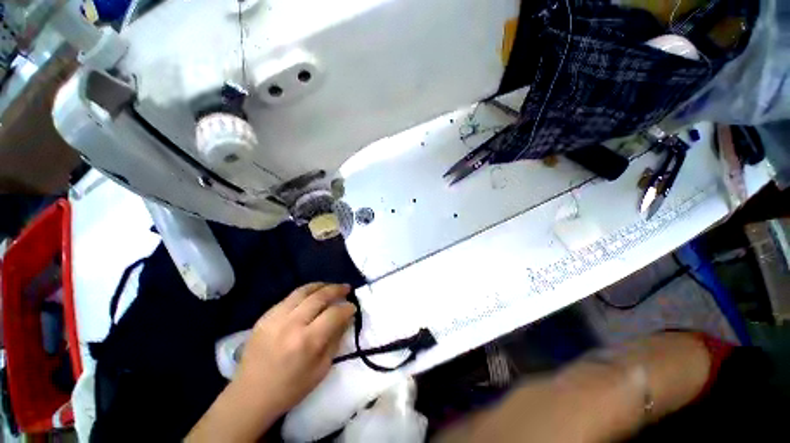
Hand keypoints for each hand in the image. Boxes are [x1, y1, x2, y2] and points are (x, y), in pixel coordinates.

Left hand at [236, 282, 356, 413]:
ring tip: (330, 286)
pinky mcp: (264, 317)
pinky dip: (304, 293)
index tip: (353, 307)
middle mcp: (291, 324)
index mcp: (307, 341)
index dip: (347, 308)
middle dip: (337, 289)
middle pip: (319, 296)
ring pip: (303, 291)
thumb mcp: (321, 369)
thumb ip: (335, 339)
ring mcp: (275, 318)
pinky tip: (311, 296)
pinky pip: (289, 297)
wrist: (250, 396)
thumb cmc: (290, 388)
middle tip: (346, 288)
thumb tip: (345, 318)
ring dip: (321, 286)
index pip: (334, 314)